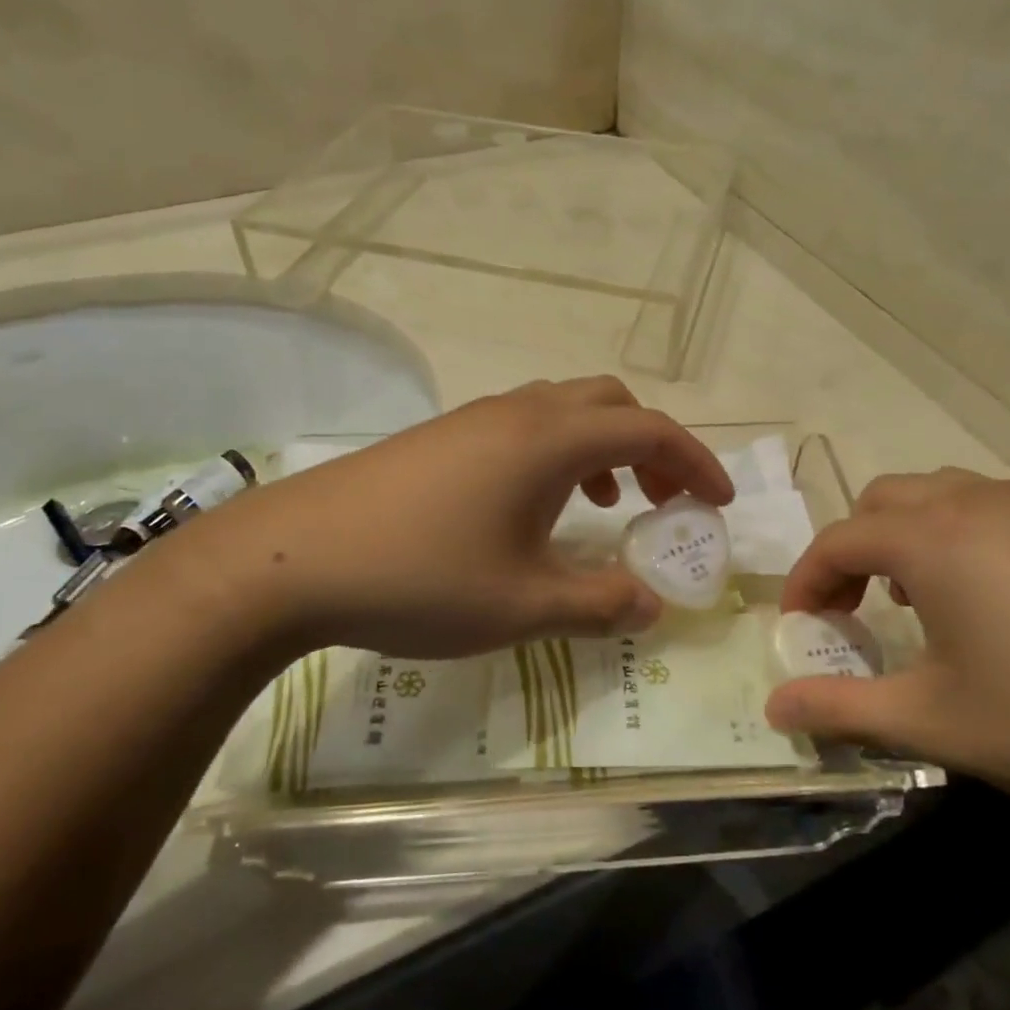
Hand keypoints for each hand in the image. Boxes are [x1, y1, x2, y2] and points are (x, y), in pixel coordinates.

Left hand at [181, 376, 734, 661]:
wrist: (292, 559)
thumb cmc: (419, 578)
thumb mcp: (522, 606)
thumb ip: (599, 604)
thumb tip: (652, 605)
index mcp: (550, 440)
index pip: (649, 431)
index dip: (695, 463)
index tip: (717, 505)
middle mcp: (518, 412)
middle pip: (610, 404)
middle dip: (652, 447)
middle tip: (664, 501)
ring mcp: (474, 419)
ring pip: (564, 410)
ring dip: (602, 447)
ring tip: (606, 503)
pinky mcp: (441, 437)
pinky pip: (524, 426)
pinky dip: (557, 454)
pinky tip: (534, 508)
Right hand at [766, 469, 1009, 835]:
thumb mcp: (933, 721)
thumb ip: (841, 709)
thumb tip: (775, 710)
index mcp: (930, 538)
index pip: (838, 541)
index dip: (806, 582)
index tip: (798, 627)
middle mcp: (975, 503)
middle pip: (881, 501)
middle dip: (851, 548)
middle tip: (851, 609)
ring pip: (937, 494)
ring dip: (904, 535)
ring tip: (914, 599)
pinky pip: (987, 507)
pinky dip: (955, 534)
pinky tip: (984, 597)